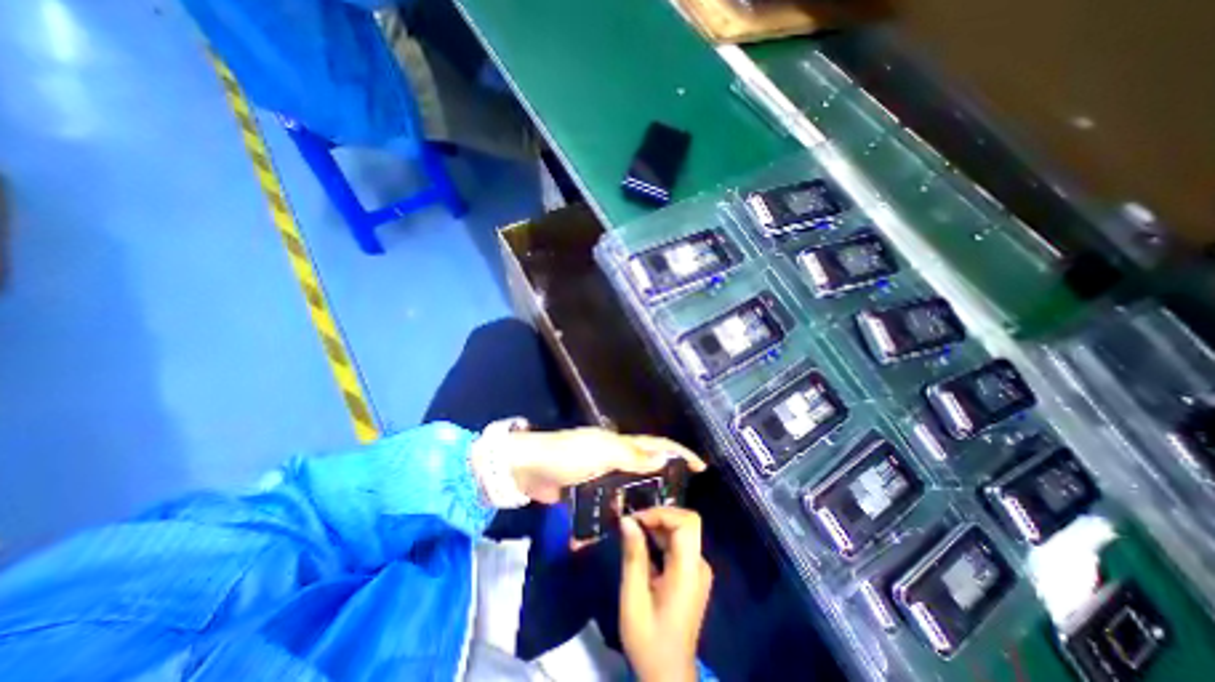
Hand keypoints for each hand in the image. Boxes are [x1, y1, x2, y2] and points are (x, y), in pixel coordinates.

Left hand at [507, 429, 713, 503]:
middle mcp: (615, 455)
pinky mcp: (589, 489)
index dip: (678, 452)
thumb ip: (632, 456)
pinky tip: (632, 521)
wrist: (529, 468)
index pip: (656, 445)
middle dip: (666, 475)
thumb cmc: (568, 455)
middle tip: (684, 496)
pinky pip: (612, 498)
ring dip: (645, 494)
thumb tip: (663, 457)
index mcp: (620, 442)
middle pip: (647, 464)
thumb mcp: (602, 452)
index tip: (701, 466)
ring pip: (631, 483)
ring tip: (663, 515)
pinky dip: (622, 507)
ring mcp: (602, 472)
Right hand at [620, 505, 707, 681]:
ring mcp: (697, 570)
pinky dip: (659, 539)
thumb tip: (627, 520)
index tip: (636, 519)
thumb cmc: (649, 639)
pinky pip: (677, 545)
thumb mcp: (634, 598)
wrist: (667, 675)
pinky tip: (641, 547)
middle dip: (657, 517)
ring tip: (631, 532)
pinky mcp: (692, 574)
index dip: (661, 513)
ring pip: (680, 532)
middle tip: (630, 523)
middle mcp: (699, 565)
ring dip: (656, 527)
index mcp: (689, 570)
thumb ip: (633, 556)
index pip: (686, 522)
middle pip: (684, 523)